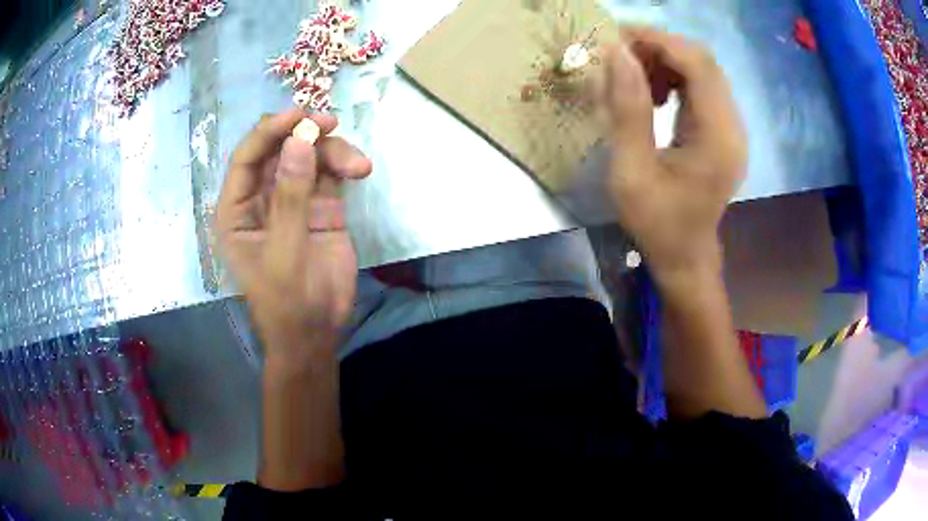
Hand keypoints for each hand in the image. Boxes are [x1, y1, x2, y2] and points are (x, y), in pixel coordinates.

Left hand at [215, 110, 372, 363]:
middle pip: (279, 149)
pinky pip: (329, 172)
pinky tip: (361, 170)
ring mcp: (292, 200)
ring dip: (331, 150)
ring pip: (307, 155)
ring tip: (357, 164)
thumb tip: (298, 141)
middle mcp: (261, 198)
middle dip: (304, 133)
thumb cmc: (287, 302)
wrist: (316, 333)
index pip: (247, 158)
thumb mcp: (284, 253)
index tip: (299, 115)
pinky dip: (345, 164)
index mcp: (237, 210)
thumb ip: (290, 198)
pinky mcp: (320, 206)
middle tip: (331, 124)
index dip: (269, 131)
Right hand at [599, 27, 746, 280]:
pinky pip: (701, 88)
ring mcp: (731, 127)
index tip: (615, 39)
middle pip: (702, 61)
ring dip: (665, 61)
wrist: (685, 256)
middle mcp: (732, 125)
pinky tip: (653, 94)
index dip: (657, 41)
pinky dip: (674, 78)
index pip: (696, 63)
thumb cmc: (657, 223)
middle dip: (658, 47)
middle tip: (619, 56)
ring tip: (632, 77)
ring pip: (702, 70)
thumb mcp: (631, 172)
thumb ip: (627, 110)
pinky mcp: (723, 131)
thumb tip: (617, 53)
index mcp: (717, 136)